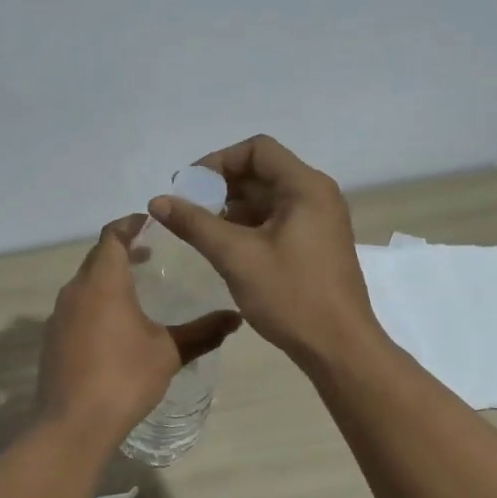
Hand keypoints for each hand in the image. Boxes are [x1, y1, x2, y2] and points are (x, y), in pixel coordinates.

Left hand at [36, 217, 241, 443]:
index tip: (151, 223)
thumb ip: (203, 332)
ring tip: (136, 289)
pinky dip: (95, 302)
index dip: (131, 224)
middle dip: (122, 250)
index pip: (112, 236)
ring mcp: (59, 315)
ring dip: (107, 278)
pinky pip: (76, 307)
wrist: (73, 424)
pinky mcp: (52, 339)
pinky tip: (114, 326)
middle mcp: (75, 291)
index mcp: (103, 282)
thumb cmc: (124, 378)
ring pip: (84, 283)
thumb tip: (237, 318)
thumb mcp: (169, 352)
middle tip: (151, 254)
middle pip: (97, 257)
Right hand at [148, 135, 379, 365]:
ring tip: (199, 230)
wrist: (339, 348)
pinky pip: (277, 221)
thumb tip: (157, 200)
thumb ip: (195, 224)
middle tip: (185, 209)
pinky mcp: (315, 244)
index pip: (257, 150)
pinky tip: (223, 247)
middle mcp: (316, 195)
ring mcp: (319, 221)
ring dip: (232, 208)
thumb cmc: (291, 296)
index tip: (188, 187)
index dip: (218, 161)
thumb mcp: (236, 257)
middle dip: (221, 187)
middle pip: (262, 172)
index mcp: (305, 187)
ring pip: (268, 199)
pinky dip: (248, 226)